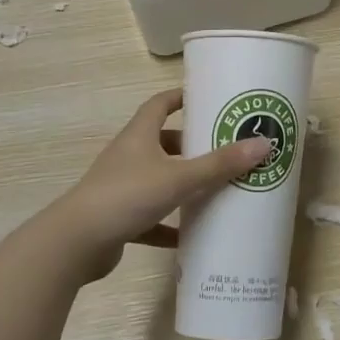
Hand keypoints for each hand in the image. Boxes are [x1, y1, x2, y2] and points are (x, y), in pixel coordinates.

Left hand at [36, 89, 271, 280]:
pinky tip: (190, 235)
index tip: (206, 97)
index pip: (160, 104)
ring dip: (182, 184)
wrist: (76, 243)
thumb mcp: (179, 178)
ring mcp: (121, 187)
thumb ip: (220, 164)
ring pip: (158, 179)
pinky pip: (150, 216)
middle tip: (222, 148)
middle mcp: (129, 156)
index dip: (181, 97)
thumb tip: (263, 143)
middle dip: (190, 144)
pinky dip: (169, 224)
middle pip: (162, 142)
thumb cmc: (127, 196)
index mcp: (139, 135)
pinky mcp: (119, 218)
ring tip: (214, 189)